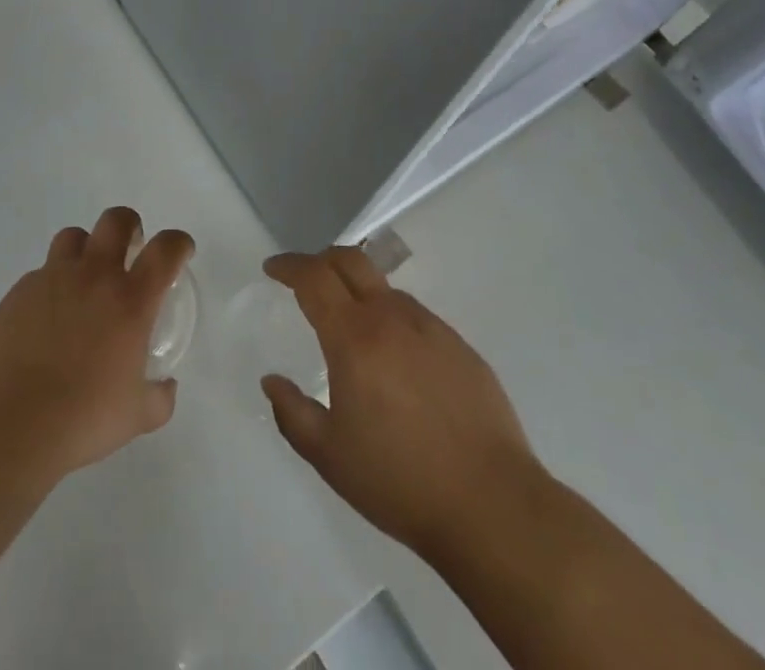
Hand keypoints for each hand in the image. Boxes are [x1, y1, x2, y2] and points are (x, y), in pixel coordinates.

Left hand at [0, 207, 194, 484]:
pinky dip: (52, 285)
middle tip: (130, 249)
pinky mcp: (20, 292)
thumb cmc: (83, 419)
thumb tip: (165, 386)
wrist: (11, 425)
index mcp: (130, 300)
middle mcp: (94, 276)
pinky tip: (48, 319)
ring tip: (85, 278)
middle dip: (129, 226)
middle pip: (116, 220)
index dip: (178, 243)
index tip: (180, 251)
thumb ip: (159, 396)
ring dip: (86, 248)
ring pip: (74, 236)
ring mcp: (53, 279)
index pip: (165, 250)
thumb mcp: (137, 416)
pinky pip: (42, 273)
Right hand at [261, 248, 544, 559]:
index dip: (289, 265)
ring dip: (359, 291)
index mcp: (354, 337)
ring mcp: (431, 328)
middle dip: (321, 259)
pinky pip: (415, 316)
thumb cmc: (400, 481)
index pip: (314, 278)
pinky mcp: (460, 346)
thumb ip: (292, 413)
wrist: (492, 505)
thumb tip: (272, 380)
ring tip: (351, 326)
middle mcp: (391, 318)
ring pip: (385, 288)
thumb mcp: (329, 456)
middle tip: (305, 278)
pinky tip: (395, 360)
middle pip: (351, 261)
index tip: (272, 268)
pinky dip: (392, 319)